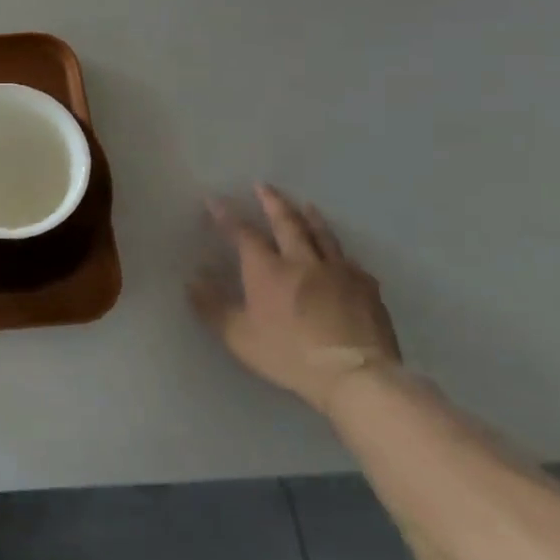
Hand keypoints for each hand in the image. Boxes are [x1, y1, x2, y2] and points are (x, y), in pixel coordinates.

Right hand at [191, 183, 399, 415]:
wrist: (356, 374)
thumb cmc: (289, 354)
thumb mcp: (239, 337)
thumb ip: (212, 308)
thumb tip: (192, 281)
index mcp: (268, 269)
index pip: (243, 233)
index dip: (227, 215)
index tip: (214, 200)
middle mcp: (302, 260)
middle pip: (287, 222)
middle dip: (273, 202)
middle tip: (264, 186)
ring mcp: (339, 271)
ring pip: (322, 234)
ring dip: (310, 217)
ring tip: (305, 205)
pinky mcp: (366, 288)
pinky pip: (350, 262)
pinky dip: (339, 252)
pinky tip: (341, 256)